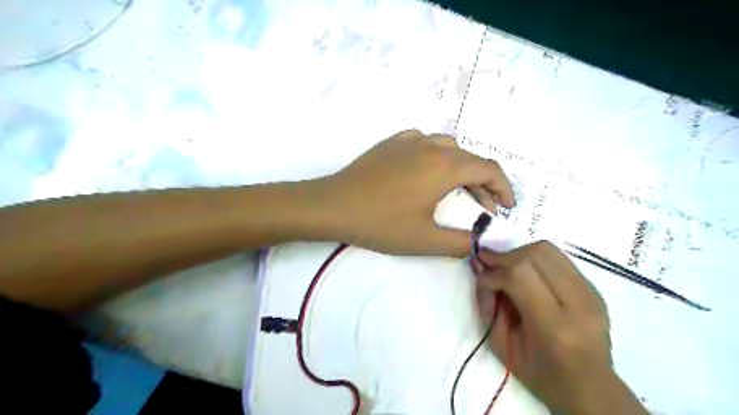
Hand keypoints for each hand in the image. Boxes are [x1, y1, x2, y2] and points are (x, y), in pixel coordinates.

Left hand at [324, 129, 515, 256]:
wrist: (334, 205)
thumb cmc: (381, 222)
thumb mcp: (425, 240)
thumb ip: (460, 242)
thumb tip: (477, 241)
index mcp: (445, 166)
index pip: (489, 168)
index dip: (504, 188)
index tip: (507, 207)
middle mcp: (431, 146)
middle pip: (470, 159)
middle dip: (484, 184)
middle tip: (484, 208)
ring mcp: (409, 141)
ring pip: (448, 148)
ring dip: (461, 168)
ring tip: (457, 190)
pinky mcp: (391, 144)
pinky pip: (424, 143)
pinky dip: (436, 157)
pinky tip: (427, 172)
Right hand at [472, 241, 647, 412]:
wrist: (589, 388)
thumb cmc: (540, 374)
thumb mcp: (502, 345)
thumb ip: (487, 303)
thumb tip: (479, 268)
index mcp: (555, 326)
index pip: (520, 275)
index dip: (495, 270)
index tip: (482, 275)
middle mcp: (579, 303)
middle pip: (536, 255)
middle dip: (506, 256)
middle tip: (489, 265)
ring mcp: (591, 293)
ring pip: (548, 250)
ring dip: (520, 254)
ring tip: (506, 268)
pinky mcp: (594, 288)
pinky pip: (558, 259)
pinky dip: (534, 260)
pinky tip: (526, 275)